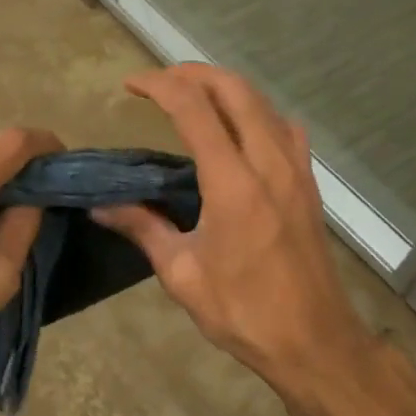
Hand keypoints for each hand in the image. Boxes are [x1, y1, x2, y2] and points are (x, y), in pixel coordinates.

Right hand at [91, 65, 363, 385]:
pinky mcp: (308, 183)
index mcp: (233, 183)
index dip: (159, 85)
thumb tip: (99, 205)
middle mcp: (268, 163)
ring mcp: (295, 170)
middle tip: (159, 82)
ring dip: (224, 87)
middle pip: (234, 89)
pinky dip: (256, 110)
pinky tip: (240, 128)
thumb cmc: (244, 312)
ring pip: (262, 101)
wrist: (316, 343)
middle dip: (192, 73)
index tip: (130, 85)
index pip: (194, 109)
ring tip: (192, 95)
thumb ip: (142, 229)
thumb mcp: (182, 274)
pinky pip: (283, 126)